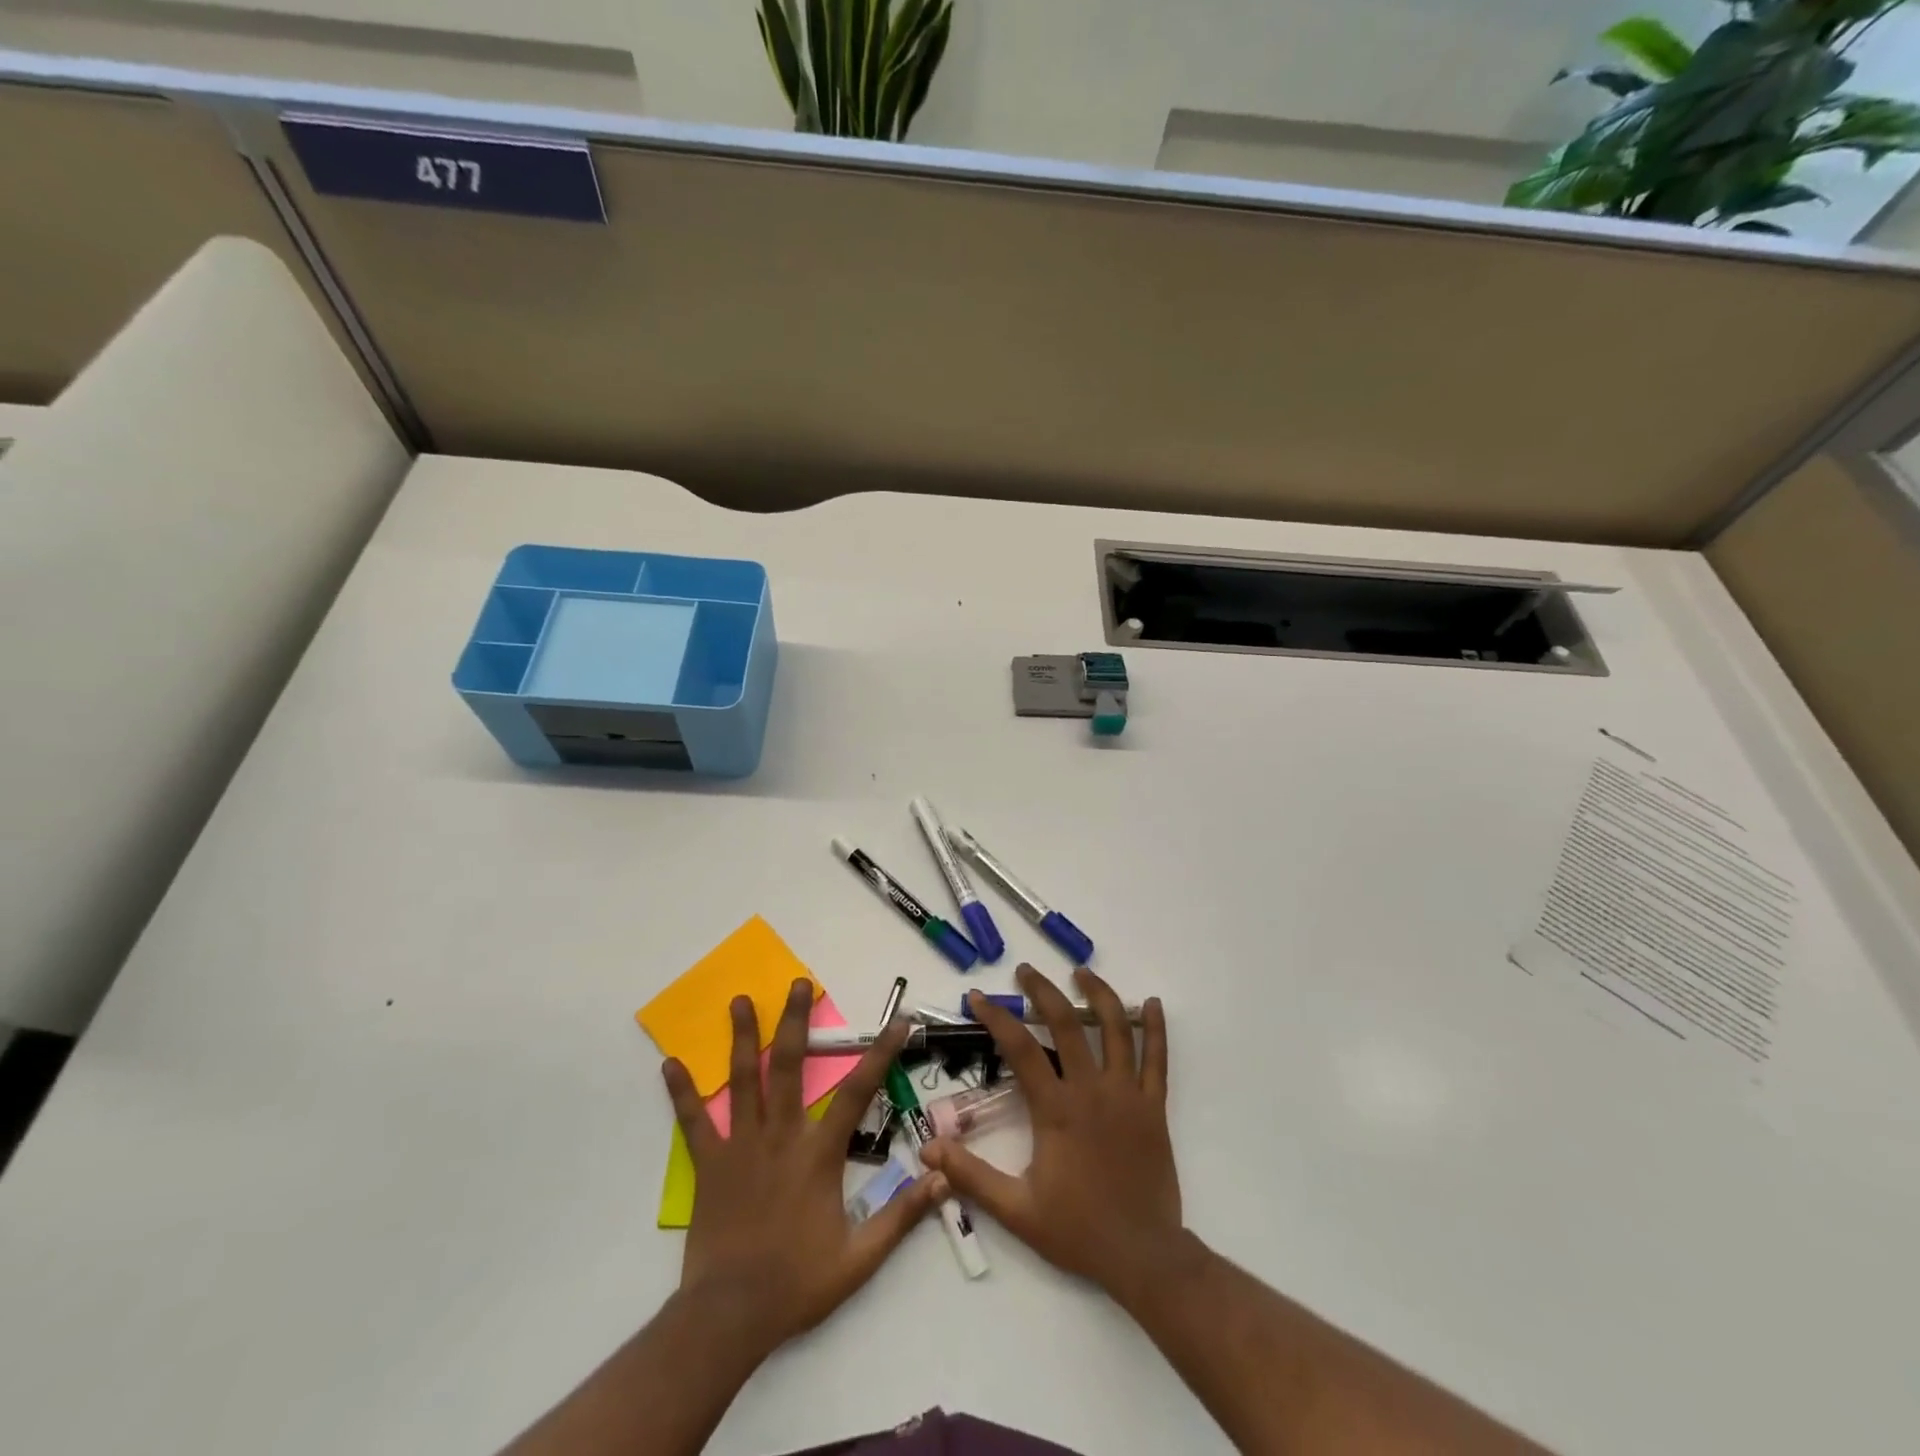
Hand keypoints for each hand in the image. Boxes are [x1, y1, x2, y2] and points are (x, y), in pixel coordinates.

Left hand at [661, 980, 943, 1358]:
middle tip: (799, 983)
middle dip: (795, 1020)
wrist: (730, 1316)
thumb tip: (942, 1178)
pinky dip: (683, 1092)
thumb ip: (901, 1216)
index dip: (880, 1053)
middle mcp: (781, 1135)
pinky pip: (694, 1121)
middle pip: (790, 1065)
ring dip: (743, 1037)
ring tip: (741, 1000)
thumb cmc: (798, 1283)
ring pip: (743, 1080)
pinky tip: (671, 1063)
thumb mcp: (860, 1258)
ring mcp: (741, 1145)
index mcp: (818, 1153)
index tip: (899, 1021)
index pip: (857, 1091)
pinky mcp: (709, 1163)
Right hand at [920, 965, 1179, 1306]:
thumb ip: (971, 1176)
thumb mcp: (1016, 1209)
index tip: (977, 996)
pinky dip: (1155, 1028)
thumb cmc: (1077, 1230)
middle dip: (1043, 990)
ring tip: (1081, 971)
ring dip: (1098, 994)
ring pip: (1115, 1029)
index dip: (996, 1017)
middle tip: (1026, 971)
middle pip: (1066, 1023)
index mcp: (1056, 1109)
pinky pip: (1157, 1059)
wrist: (1143, 1256)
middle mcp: (1092, 1089)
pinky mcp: (1153, 1106)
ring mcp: (1127, 1094)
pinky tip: (1152, 1003)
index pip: (1020, 1048)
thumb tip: (927, 1149)